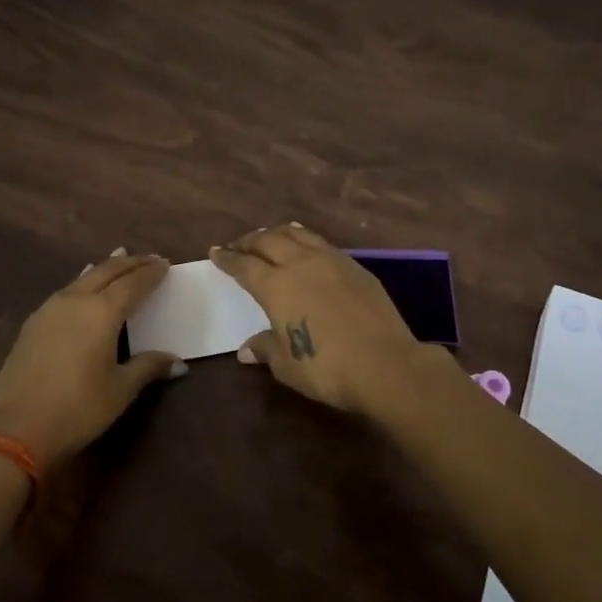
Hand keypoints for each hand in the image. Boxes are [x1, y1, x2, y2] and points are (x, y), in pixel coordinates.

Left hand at [0, 249, 184, 465]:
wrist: (16, 429)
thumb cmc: (78, 409)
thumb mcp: (120, 390)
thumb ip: (148, 368)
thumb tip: (178, 364)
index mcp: (103, 312)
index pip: (133, 283)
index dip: (151, 273)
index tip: (165, 264)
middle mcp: (76, 301)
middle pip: (107, 272)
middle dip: (130, 263)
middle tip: (149, 259)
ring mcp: (50, 309)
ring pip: (83, 278)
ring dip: (105, 268)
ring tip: (119, 259)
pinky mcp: (33, 323)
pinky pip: (66, 291)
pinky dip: (83, 282)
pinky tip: (83, 287)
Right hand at [210, 224, 456, 417]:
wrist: (385, 363)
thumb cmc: (326, 368)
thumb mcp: (287, 365)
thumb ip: (266, 349)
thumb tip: (247, 349)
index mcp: (276, 286)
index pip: (244, 265)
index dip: (228, 258)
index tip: (216, 251)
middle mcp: (300, 264)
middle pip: (269, 241)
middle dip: (250, 240)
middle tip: (239, 244)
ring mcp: (331, 261)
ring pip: (297, 235)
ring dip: (277, 233)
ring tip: (269, 235)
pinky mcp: (355, 267)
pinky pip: (321, 243)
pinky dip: (305, 238)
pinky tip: (305, 244)